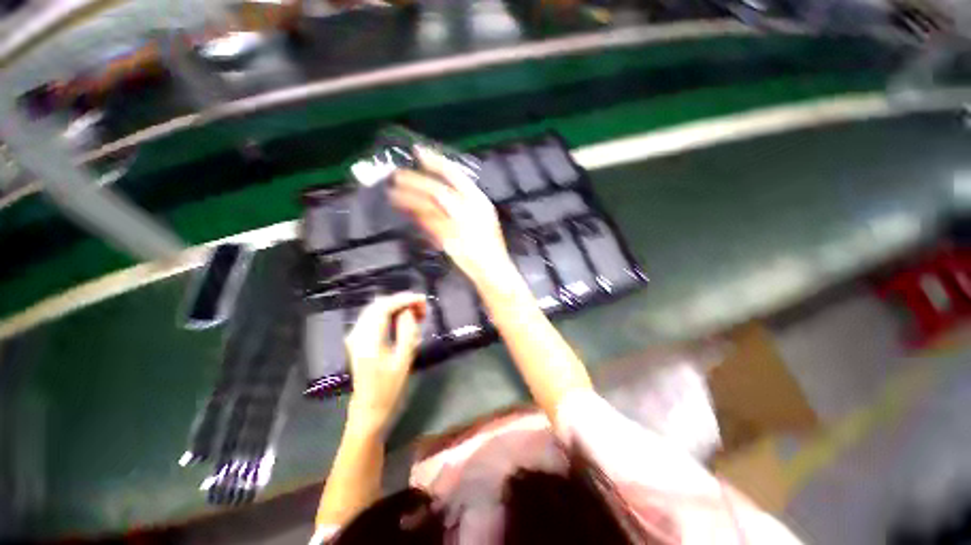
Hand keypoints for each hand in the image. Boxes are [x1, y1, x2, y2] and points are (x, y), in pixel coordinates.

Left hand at [345, 292, 426, 433]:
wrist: (369, 411)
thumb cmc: (389, 389)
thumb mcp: (403, 361)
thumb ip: (407, 332)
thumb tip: (409, 311)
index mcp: (368, 341)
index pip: (384, 308)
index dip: (404, 300)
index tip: (422, 300)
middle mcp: (357, 334)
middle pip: (378, 305)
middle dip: (401, 301)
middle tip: (422, 308)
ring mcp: (355, 337)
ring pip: (376, 310)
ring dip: (396, 307)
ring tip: (416, 313)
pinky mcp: (358, 340)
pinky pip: (374, 318)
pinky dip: (389, 314)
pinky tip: (403, 320)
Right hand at [391, 147, 516, 287]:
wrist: (490, 274)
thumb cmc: (485, 257)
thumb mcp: (468, 232)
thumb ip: (450, 218)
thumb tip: (431, 201)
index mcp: (475, 201)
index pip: (453, 177)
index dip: (436, 163)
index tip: (417, 152)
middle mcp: (465, 206)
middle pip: (439, 190)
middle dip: (418, 182)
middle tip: (396, 177)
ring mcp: (457, 220)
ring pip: (433, 205)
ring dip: (414, 199)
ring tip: (394, 195)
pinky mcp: (450, 234)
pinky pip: (433, 220)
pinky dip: (420, 215)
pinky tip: (409, 212)